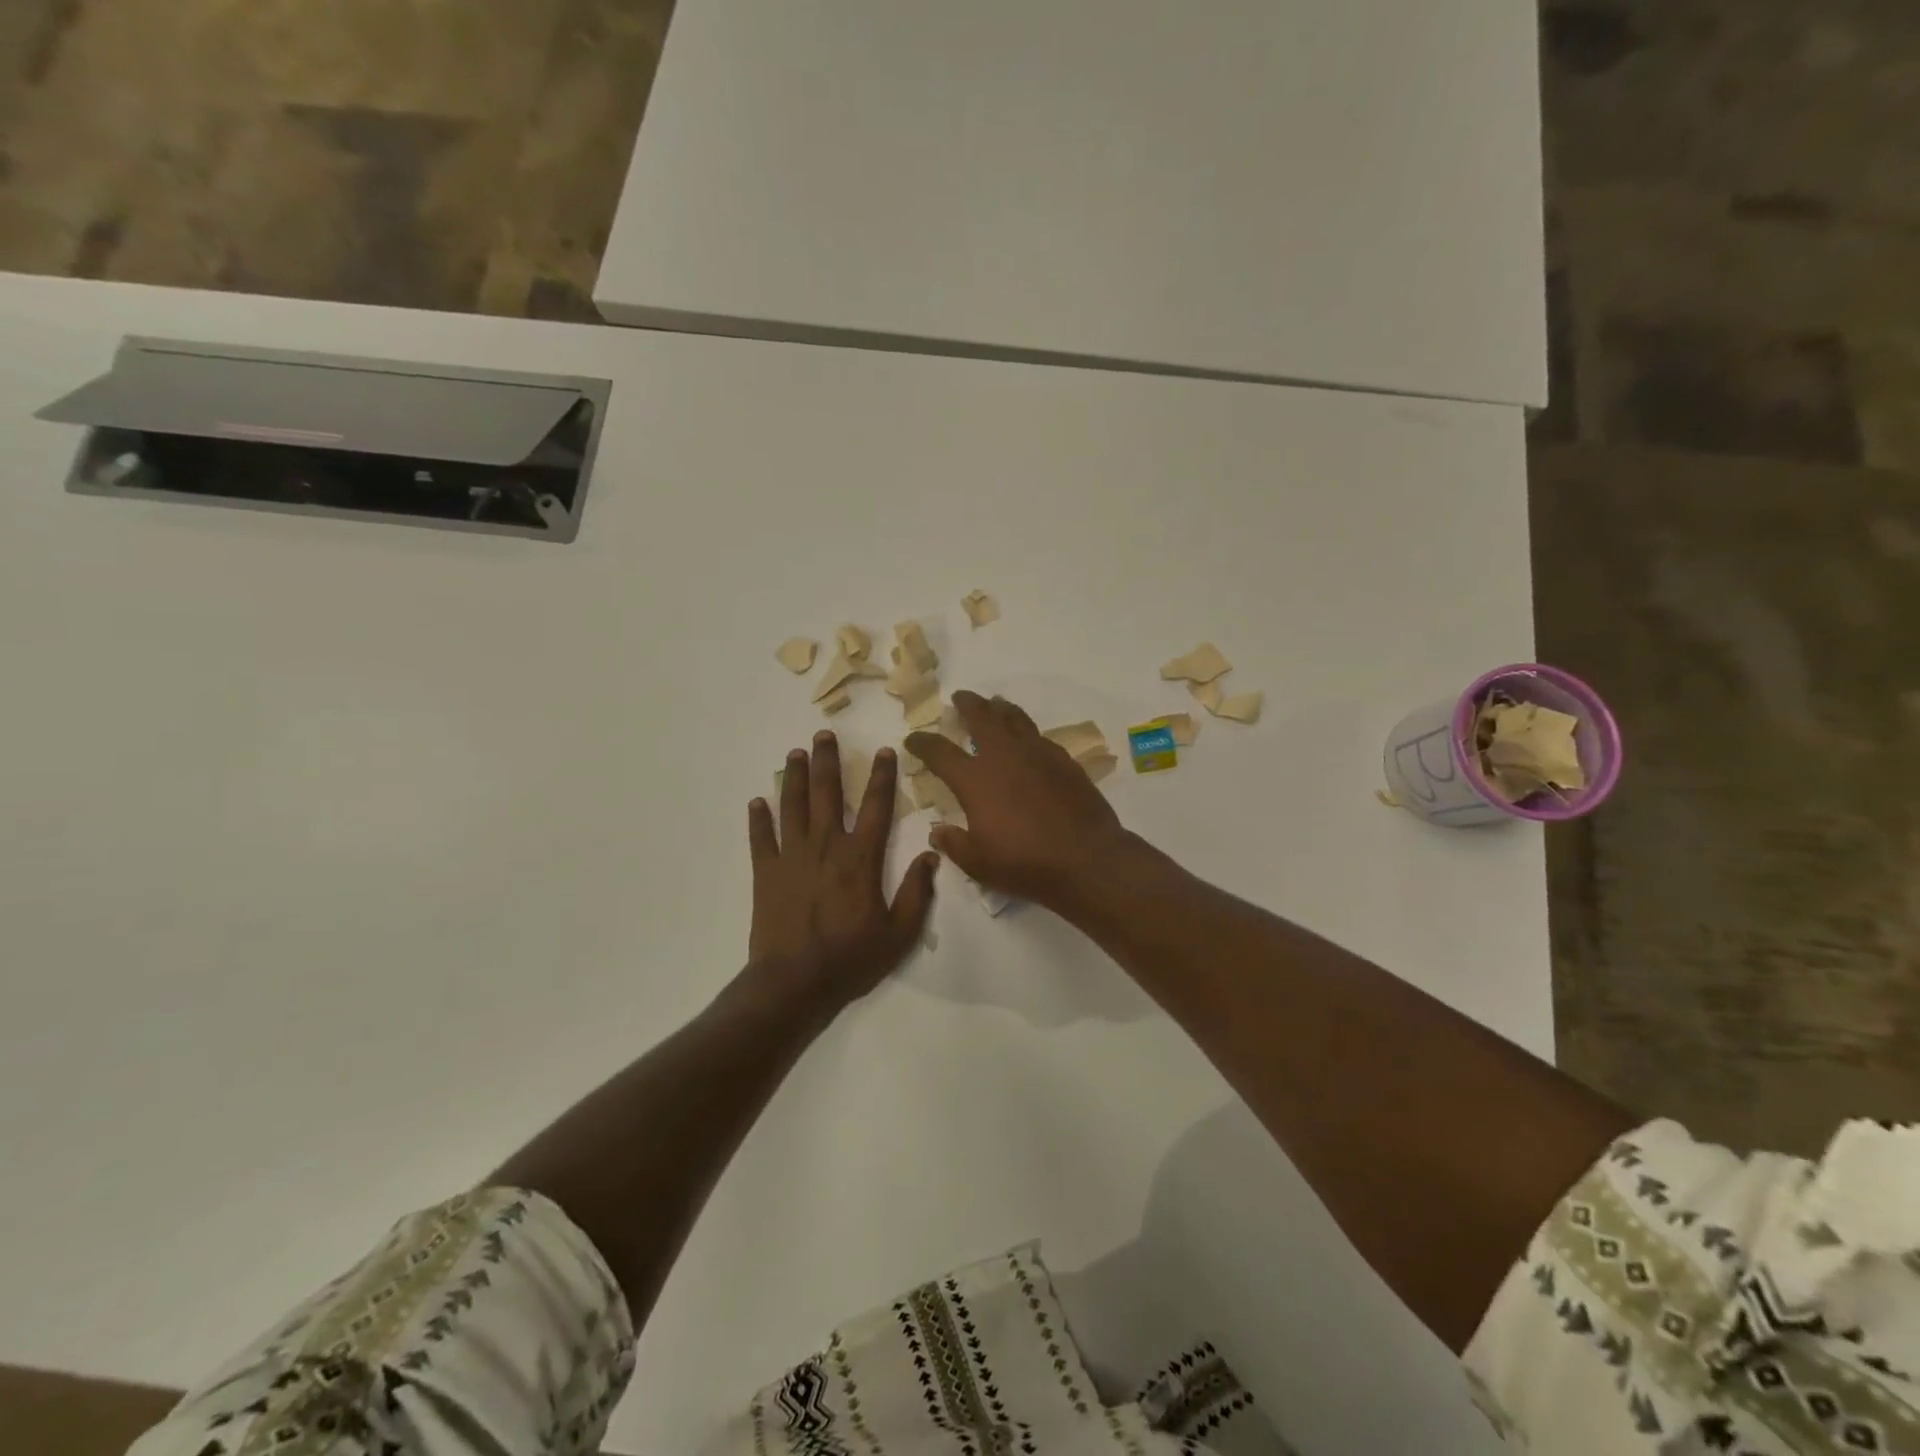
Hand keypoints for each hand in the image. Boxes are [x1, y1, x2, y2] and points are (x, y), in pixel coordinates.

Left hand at [748, 731, 938, 1008]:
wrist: (794, 983)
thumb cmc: (851, 959)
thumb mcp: (899, 933)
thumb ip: (918, 893)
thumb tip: (932, 855)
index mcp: (861, 858)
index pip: (877, 807)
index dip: (883, 777)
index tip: (885, 752)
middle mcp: (826, 846)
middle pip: (827, 794)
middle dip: (827, 762)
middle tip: (824, 735)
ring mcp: (791, 857)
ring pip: (793, 806)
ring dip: (794, 777)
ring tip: (795, 753)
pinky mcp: (766, 873)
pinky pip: (760, 838)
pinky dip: (758, 819)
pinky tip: (756, 801)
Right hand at [905, 690, 1129, 909]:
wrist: (1086, 859)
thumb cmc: (1025, 864)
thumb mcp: (978, 864)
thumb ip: (954, 844)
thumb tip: (938, 832)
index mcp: (975, 780)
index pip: (940, 752)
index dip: (923, 743)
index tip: (913, 738)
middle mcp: (1004, 757)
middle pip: (981, 717)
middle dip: (967, 705)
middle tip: (960, 698)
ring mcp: (1038, 754)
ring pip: (1015, 718)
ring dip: (1000, 708)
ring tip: (995, 704)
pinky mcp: (1064, 760)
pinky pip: (1040, 737)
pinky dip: (1028, 732)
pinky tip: (1029, 740)